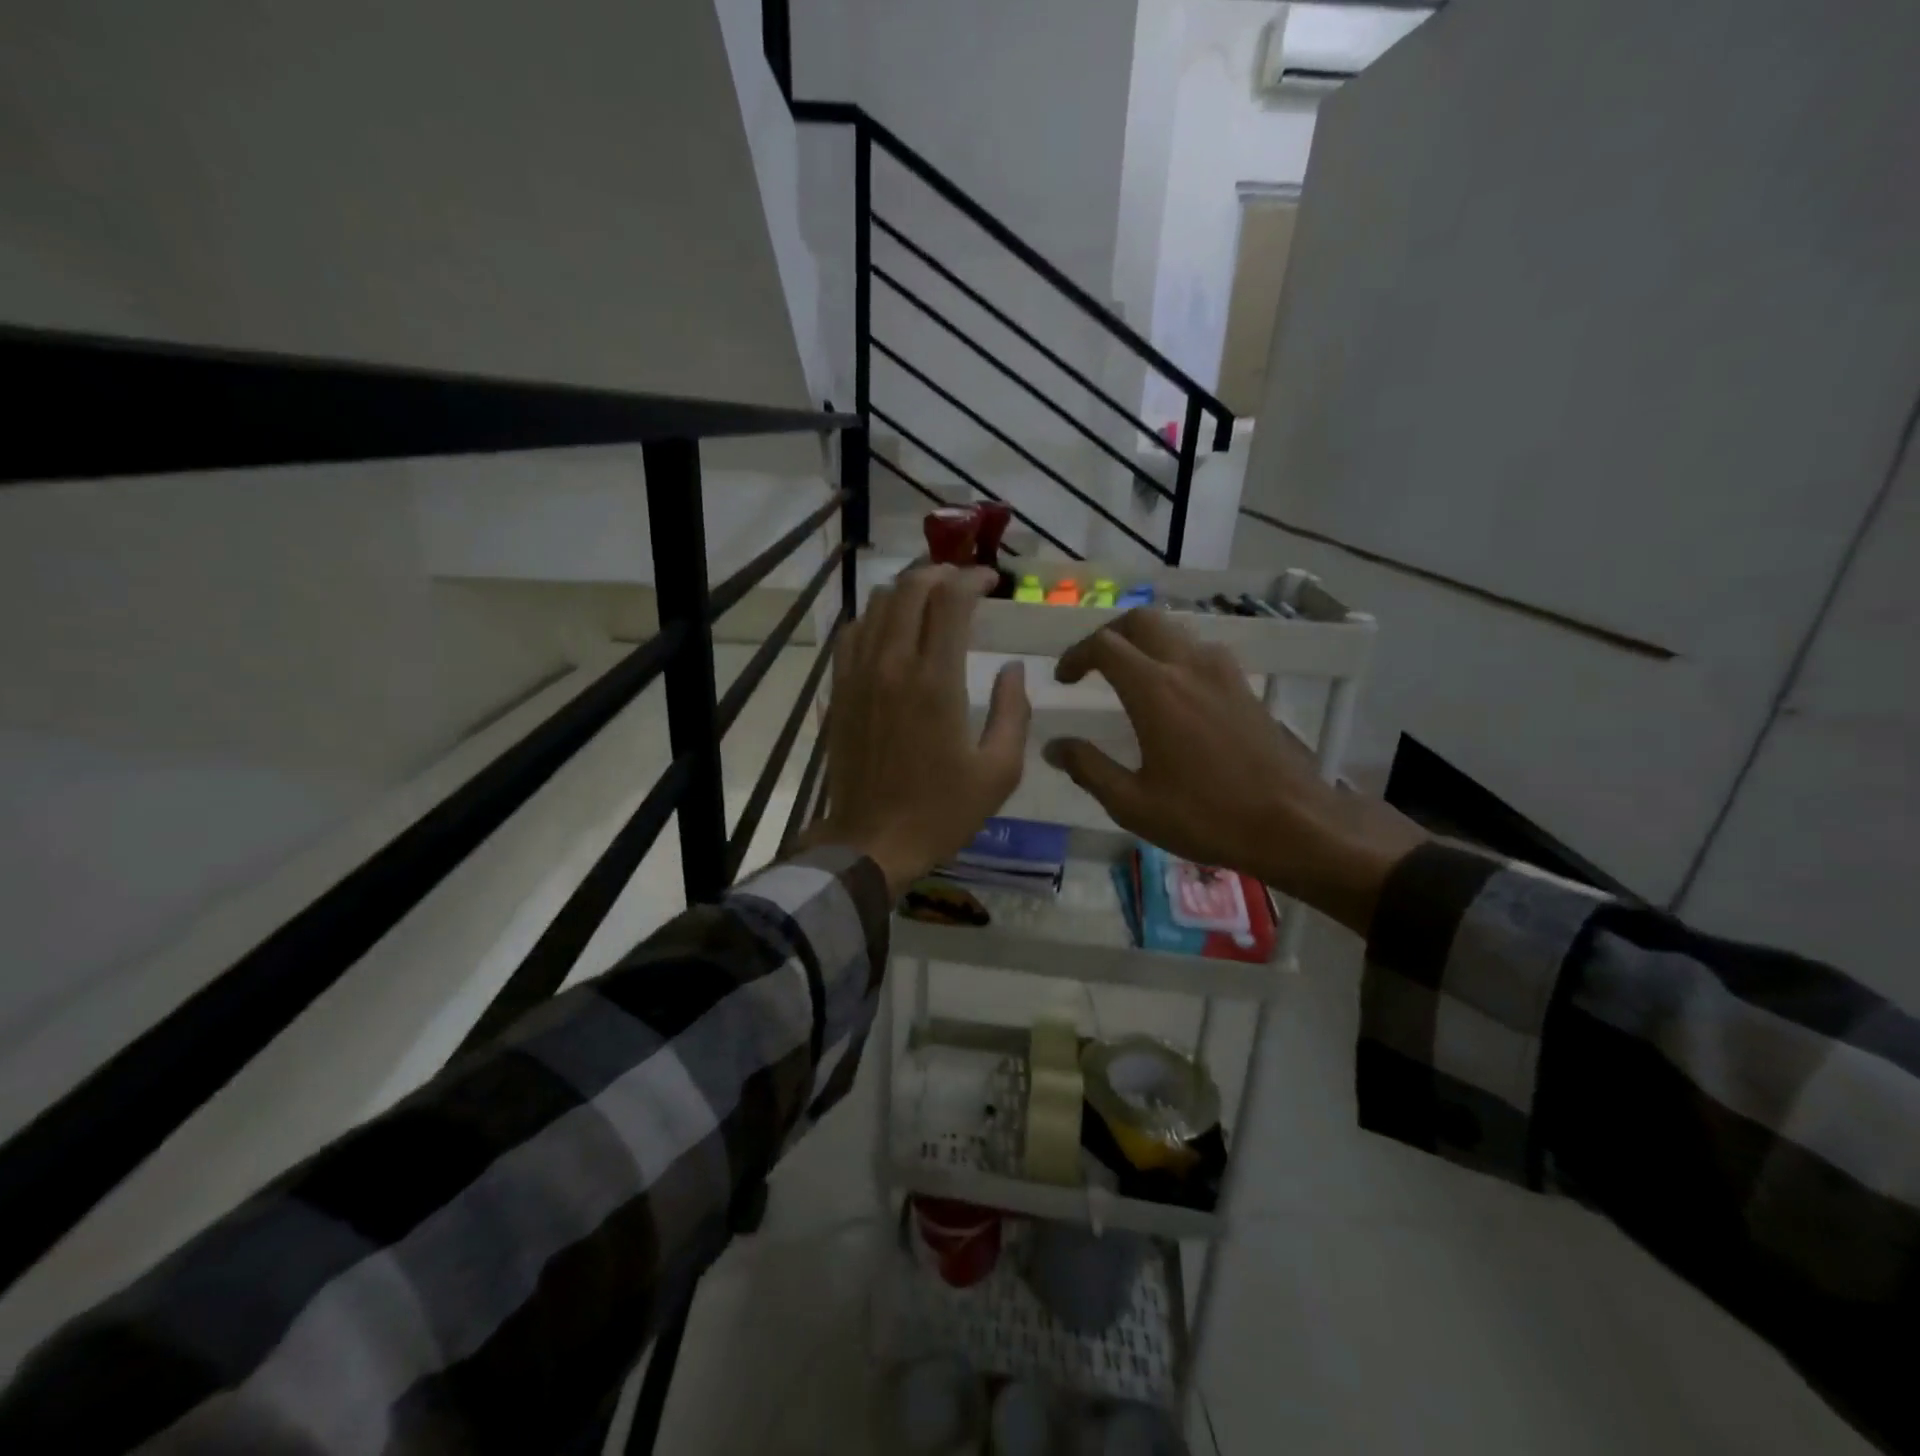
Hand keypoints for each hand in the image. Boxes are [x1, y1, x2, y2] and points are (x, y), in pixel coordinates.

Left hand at [810, 565, 1030, 896]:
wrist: (871, 842)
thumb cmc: (941, 812)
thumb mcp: (999, 771)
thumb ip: (1012, 712)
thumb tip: (1012, 669)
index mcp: (935, 681)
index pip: (950, 599)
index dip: (973, 578)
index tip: (992, 580)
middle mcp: (892, 664)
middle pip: (910, 588)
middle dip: (941, 573)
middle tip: (963, 583)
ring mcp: (859, 675)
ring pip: (877, 603)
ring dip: (907, 590)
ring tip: (931, 599)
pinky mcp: (839, 690)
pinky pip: (852, 633)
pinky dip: (875, 617)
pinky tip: (891, 630)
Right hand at [1043, 610, 1426, 934]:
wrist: (1293, 824)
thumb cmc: (1205, 817)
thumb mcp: (1133, 803)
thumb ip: (1088, 768)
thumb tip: (1054, 746)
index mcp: (1154, 690)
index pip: (1104, 645)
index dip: (1075, 655)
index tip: (1063, 680)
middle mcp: (1187, 666)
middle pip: (1141, 620)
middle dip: (1109, 634)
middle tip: (1092, 664)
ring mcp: (1222, 672)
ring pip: (1174, 630)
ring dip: (1143, 641)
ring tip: (1128, 675)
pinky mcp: (1243, 686)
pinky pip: (1199, 650)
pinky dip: (1173, 655)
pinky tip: (1171, 693)